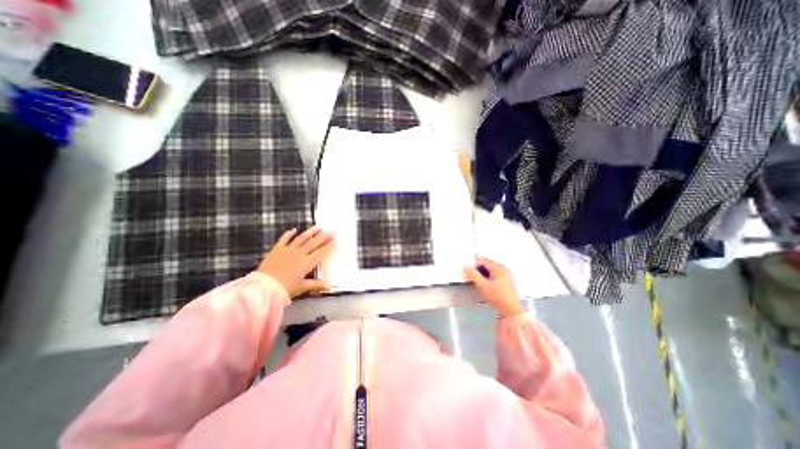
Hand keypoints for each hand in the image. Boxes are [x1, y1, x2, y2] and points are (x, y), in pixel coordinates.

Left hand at [255, 229, 333, 298]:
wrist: (263, 288)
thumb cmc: (284, 289)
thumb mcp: (302, 287)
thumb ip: (316, 284)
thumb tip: (328, 285)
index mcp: (307, 263)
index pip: (321, 252)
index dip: (330, 246)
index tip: (336, 241)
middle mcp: (299, 254)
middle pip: (314, 243)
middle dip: (324, 236)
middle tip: (331, 230)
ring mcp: (287, 251)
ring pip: (301, 238)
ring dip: (310, 232)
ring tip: (318, 227)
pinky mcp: (277, 250)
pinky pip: (284, 239)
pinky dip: (289, 234)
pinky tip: (293, 230)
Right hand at [464, 258, 525, 316]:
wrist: (511, 310)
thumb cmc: (497, 297)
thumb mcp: (482, 285)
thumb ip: (473, 275)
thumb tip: (465, 266)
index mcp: (498, 268)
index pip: (484, 260)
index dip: (475, 262)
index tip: (468, 265)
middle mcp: (504, 269)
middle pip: (488, 264)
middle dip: (479, 267)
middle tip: (472, 272)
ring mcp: (507, 275)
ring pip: (492, 270)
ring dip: (484, 272)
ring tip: (478, 278)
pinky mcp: (508, 282)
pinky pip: (496, 275)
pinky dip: (489, 276)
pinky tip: (486, 283)